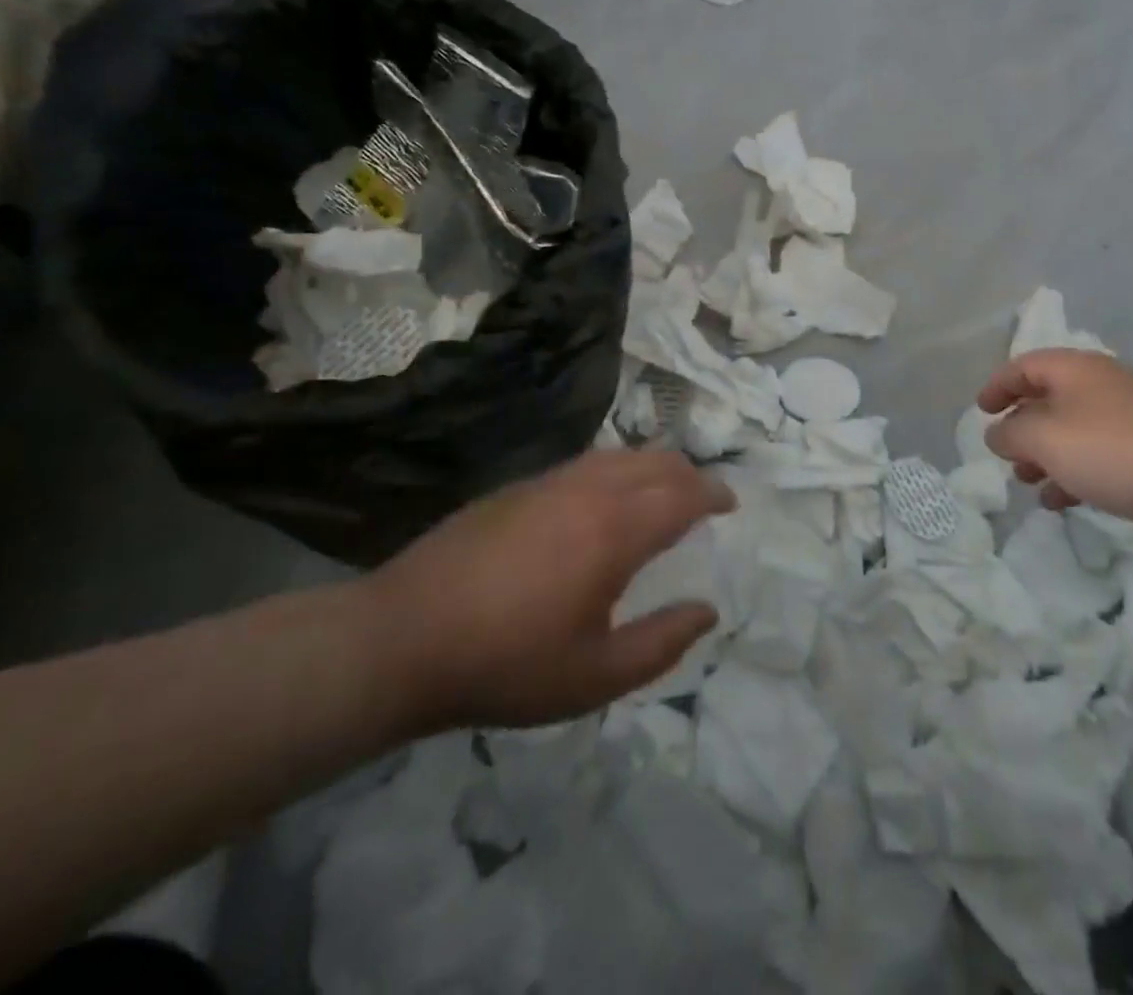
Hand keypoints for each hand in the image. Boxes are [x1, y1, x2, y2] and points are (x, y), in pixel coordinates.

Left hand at [364, 450, 733, 731]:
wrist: (401, 639)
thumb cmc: (506, 664)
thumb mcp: (594, 677)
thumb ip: (661, 644)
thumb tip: (708, 611)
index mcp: (615, 531)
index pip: (682, 494)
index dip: (713, 494)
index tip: (731, 504)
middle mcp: (588, 491)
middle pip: (655, 463)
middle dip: (689, 475)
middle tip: (704, 498)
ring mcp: (549, 483)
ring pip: (618, 456)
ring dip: (652, 467)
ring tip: (662, 491)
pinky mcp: (517, 488)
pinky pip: (585, 464)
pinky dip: (615, 470)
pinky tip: (604, 497)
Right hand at [977, 349, 1132, 550]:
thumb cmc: (1114, 451)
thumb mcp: (1045, 438)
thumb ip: (1010, 433)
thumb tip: (997, 433)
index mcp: (1076, 370)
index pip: (1025, 365)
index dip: (998, 385)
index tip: (980, 411)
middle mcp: (1100, 387)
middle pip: (1048, 398)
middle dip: (1021, 426)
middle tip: (1003, 453)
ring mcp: (1127, 421)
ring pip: (1071, 432)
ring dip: (1044, 455)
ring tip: (1026, 481)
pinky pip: (1096, 459)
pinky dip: (1072, 475)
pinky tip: (1059, 502)